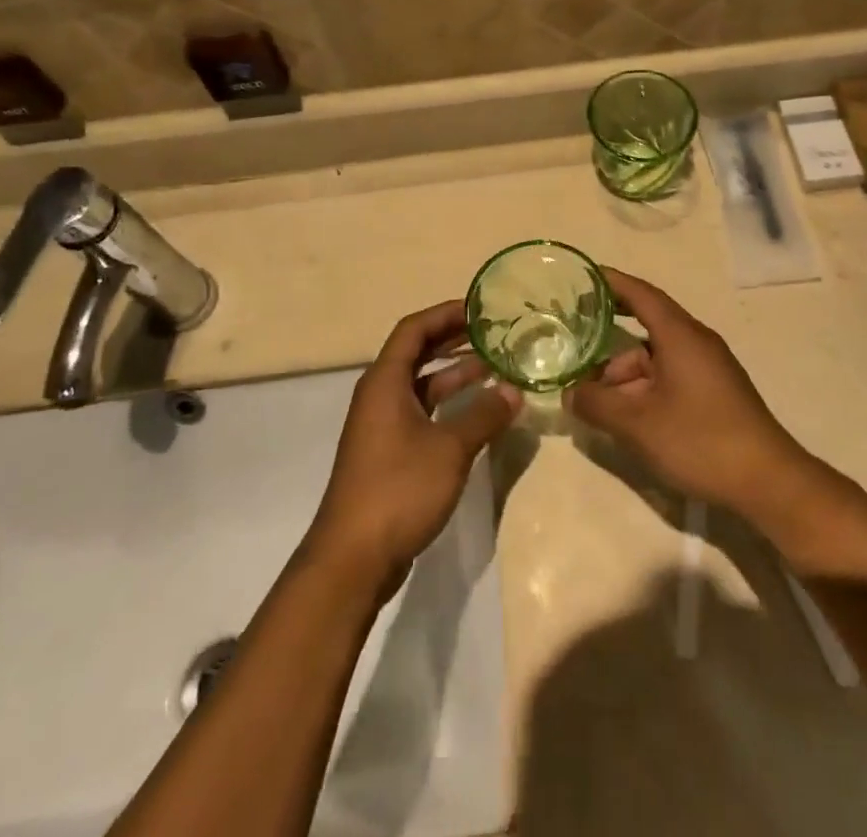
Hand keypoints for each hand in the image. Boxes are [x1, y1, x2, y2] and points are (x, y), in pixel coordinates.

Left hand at [308, 301, 520, 595]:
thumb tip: (513, 390)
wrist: (353, 559)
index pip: (414, 329)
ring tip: (496, 366)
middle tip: (494, 333)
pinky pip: (423, 411)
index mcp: (385, 381)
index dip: (445, 314)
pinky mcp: (390, 452)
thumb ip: (484, 415)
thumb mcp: (449, 448)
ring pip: (422, 384)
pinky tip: (479, 411)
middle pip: (417, 353)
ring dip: (455, 373)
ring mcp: (383, 425)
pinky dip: (449, 404)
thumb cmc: (398, 489)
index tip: (480, 308)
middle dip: (454, 340)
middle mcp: (380, 395)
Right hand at [563, 267, 808, 518]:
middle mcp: (696, 342)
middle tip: (575, 355)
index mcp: (680, 335)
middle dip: (608, 346)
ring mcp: (708, 369)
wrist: (769, 482)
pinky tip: (628, 418)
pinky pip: (670, 377)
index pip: (640, 293)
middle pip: (644, 331)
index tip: (583, 277)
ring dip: (625, 377)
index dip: (611, 282)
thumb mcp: (637, 424)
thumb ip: (597, 404)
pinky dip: (644, 389)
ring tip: (596, 405)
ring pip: (655, 360)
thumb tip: (570, 393)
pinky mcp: (715, 393)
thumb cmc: (701, 440)